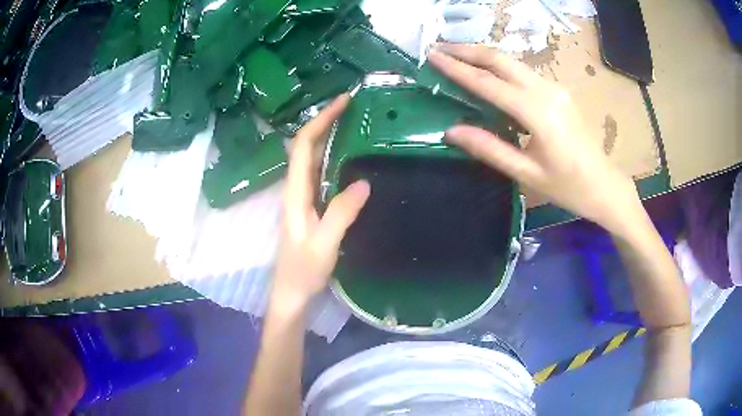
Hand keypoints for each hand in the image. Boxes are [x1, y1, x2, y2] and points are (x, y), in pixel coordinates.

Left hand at [273, 95, 370, 309]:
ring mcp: (304, 197)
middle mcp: (296, 188)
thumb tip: (364, 181)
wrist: (292, 293)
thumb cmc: (302, 272)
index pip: (302, 145)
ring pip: (313, 157)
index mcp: (295, 192)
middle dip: (326, 121)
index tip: (343, 102)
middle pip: (306, 145)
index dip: (320, 120)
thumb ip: (341, 214)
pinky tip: (353, 156)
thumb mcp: (323, 245)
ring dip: (330, 136)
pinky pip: (322, 173)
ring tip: (356, 122)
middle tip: (355, 106)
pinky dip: (335, 156)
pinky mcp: (312, 206)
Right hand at [429, 44, 642, 233]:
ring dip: (483, 57)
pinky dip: (499, 68)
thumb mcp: (527, 174)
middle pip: (501, 60)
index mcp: (538, 113)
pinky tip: (486, 74)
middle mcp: (547, 91)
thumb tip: (451, 131)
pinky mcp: (558, 91)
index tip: (432, 56)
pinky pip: (523, 72)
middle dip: (468, 51)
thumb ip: (489, 149)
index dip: (458, 69)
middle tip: (439, 49)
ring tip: (456, 58)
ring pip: (513, 62)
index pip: (489, 83)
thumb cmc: (568, 187)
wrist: (605, 186)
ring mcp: (555, 88)